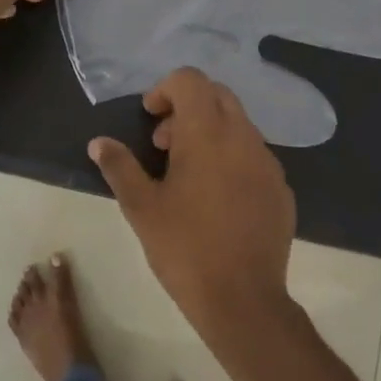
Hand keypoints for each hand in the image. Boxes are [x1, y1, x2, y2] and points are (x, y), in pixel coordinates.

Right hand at [88, 68, 296, 329]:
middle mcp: (243, 137)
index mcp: (207, 134)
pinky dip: (232, 157)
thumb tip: (99, 143)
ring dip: (210, 132)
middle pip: (218, 95)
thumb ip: (119, 167)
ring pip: (239, 124)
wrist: (242, 299)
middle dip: (188, 107)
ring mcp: (268, 163)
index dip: (165, 89)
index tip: (150, 119)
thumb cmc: (184, 248)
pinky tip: (216, 197)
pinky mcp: (281, 188)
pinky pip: (254, 155)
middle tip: (164, 144)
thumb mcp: (141, 207)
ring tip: (187, 173)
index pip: (191, 80)